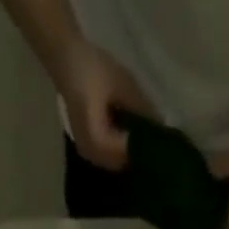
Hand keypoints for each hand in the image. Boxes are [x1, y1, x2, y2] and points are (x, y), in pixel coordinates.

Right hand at [57, 40, 152, 169]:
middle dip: (139, 158)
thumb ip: (141, 107)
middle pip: (121, 164)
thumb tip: (161, 127)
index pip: (125, 152)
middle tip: (159, 152)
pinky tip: (133, 146)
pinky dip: (122, 155)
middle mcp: (90, 152)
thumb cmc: (93, 69)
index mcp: (96, 135)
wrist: (67, 63)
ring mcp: (88, 154)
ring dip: (131, 159)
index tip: (162, 149)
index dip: (143, 151)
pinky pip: (109, 160)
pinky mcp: (89, 151)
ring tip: (148, 149)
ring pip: (116, 165)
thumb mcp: (122, 83)